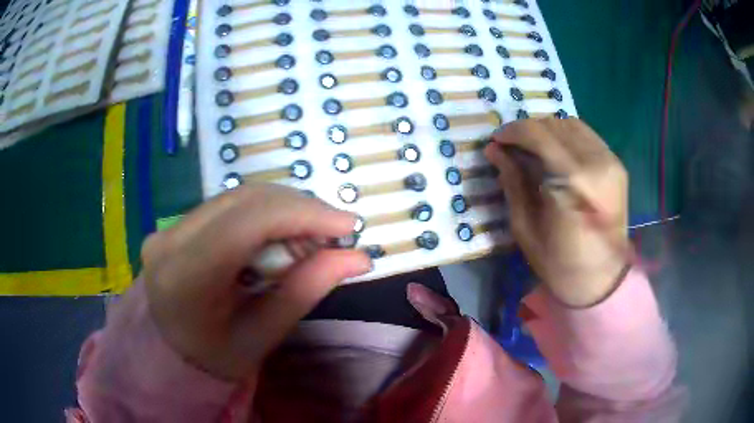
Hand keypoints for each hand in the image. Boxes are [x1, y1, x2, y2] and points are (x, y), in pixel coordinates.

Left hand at [140, 184, 370, 380]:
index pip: (247, 223)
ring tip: (311, 234)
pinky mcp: (175, 224)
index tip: (348, 224)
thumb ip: (306, 290)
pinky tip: (281, 233)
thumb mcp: (262, 336)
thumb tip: (358, 258)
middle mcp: (169, 241)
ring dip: (283, 208)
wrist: (170, 354)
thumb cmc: (215, 357)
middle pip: (245, 200)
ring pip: (238, 196)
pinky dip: (264, 213)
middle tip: (334, 231)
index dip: (302, 214)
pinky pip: (229, 204)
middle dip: (299, 208)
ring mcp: (168, 227)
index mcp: (186, 278)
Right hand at [485, 118, 629, 306]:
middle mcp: (595, 163)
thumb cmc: (560, 263)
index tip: (497, 140)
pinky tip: (557, 152)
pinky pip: (587, 135)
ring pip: (571, 124)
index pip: (539, 134)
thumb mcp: (526, 228)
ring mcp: (610, 161)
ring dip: (547, 130)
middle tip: (513, 146)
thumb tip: (494, 151)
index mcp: (572, 183)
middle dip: (528, 130)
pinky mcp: (617, 164)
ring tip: (534, 147)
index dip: (513, 131)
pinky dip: (567, 136)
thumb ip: (512, 182)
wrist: (602, 279)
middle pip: (555, 124)